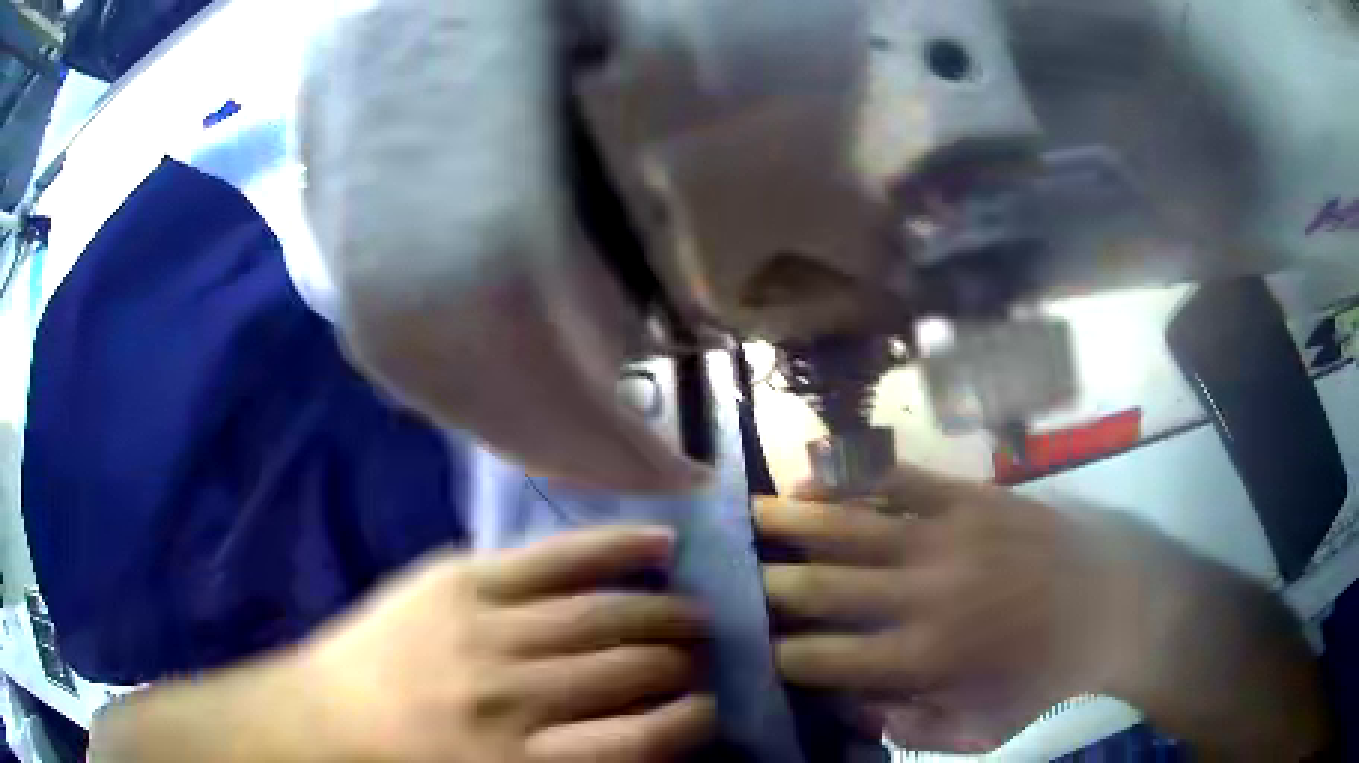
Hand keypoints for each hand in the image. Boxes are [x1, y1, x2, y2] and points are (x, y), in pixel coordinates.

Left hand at [299, 526, 714, 762]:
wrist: (328, 715)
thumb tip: (653, 735)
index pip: (640, 740)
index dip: (691, 723)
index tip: (710, 710)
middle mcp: (509, 697)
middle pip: (628, 669)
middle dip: (682, 662)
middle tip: (706, 656)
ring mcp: (482, 629)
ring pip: (602, 614)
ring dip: (665, 612)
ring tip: (696, 613)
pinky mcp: (460, 579)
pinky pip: (554, 558)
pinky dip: (615, 548)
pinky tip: (660, 544)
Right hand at [756, 466, 1327, 756]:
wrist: (1118, 605)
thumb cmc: (1049, 676)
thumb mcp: (983, 730)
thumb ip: (911, 727)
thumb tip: (850, 711)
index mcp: (923, 661)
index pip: (825, 661)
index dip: (780, 656)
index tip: (751, 649)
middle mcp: (922, 597)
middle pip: (825, 589)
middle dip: (769, 586)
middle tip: (728, 578)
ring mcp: (947, 538)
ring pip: (853, 524)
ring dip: (794, 520)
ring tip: (749, 513)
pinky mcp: (971, 498)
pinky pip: (902, 477)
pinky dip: (855, 473)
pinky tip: (819, 471)